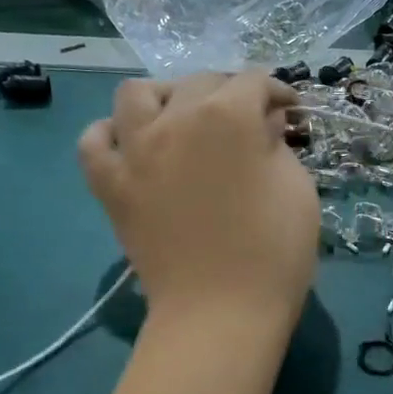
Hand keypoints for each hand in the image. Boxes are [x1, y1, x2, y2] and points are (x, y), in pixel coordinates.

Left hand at [79, 74, 318, 331]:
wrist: (222, 311)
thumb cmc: (275, 252)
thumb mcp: (298, 190)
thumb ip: (278, 145)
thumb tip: (264, 123)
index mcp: (229, 116)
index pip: (254, 82)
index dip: (277, 92)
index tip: (289, 112)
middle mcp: (176, 119)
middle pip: (199, 82)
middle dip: (229, 93)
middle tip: (247, 121)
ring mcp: (135, 150)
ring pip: (137, 94)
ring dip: (164, 97)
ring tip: (181, 119)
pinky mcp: (110, 185)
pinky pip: (94, 141)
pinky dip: (110, 134)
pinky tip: (132, 145)